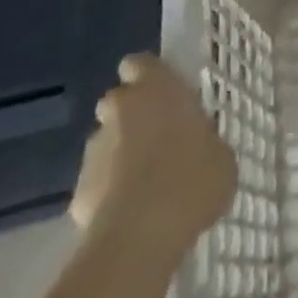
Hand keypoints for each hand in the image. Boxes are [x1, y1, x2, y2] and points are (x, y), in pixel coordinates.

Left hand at [70, 55, 237, 250]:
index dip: (146, 76)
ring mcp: (94, 148)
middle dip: (130, 116)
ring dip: (118, 154)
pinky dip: (107, 193)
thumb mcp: (220, 156)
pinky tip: (128, 216)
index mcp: (157, 87)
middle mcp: (121, 107)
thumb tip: (199, 148)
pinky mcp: (77, 191)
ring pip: (104, 142)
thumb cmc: (192, 177)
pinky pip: (95, 184)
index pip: (139, 63)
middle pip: (118, 100)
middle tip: (155, 140)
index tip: (160, 94)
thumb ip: (205, 141)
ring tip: (142, 185)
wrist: (142, 234)